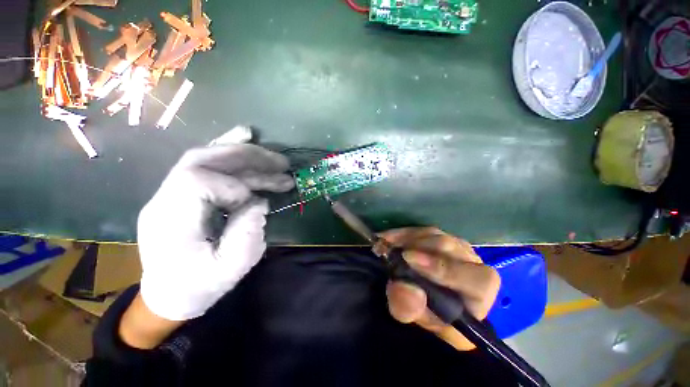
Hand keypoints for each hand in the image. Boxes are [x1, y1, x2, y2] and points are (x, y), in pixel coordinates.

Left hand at [136, 142, 293, 322]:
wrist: (169, 295)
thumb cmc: (198, 287)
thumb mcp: (229, 270)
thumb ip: (247, 234)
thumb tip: (260, 201)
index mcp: (170, 220)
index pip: (197, 181)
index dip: (233, 186)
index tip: (255, 202)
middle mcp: (166, 198)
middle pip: (204, 160)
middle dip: (248, 158)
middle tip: (281, 163)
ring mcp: (173, 192)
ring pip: (208, 158)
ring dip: (246, 154)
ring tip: (276, 157)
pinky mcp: (185, 193)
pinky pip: (207, 164)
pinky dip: (230, 149)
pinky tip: (246, 137)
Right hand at [382, 227, 499, 350]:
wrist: (433, 300)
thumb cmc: (434, 315)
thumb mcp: (420, 319)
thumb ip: (411, 309)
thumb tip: (404, 287)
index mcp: (480, 289)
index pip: (473, 277)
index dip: (442, 268)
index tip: (409, 260)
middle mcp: (472, 262)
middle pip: (449, 246)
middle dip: (417, 247)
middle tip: (390, 251)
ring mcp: (456, 244)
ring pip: (433, 234)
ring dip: (406, 238)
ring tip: (384, 244)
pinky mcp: (440, 235)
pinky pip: (421, 229)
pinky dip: (402, 233)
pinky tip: (387, 238)